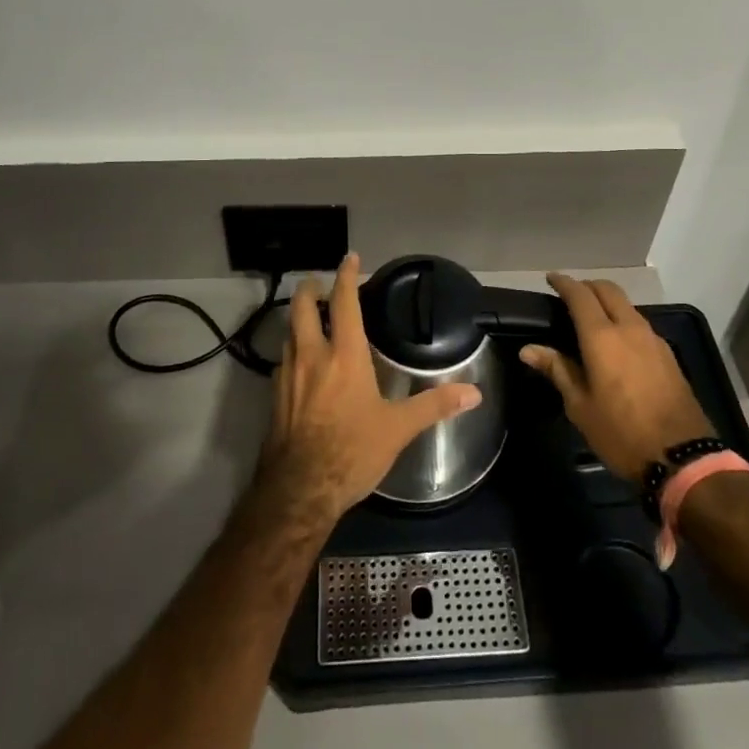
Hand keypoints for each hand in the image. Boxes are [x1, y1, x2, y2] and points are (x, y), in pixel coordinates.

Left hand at [256, 253, 481, 523]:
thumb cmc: (352, 451)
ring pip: (288, 333)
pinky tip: (301, 365)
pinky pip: (283, 361)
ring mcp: (287, 375)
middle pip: (302, 307)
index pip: (343, 302)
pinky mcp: (274, 397)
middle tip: (318, 283)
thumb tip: (474, 393)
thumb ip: (434, 406)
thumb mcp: (398, 428)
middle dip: (309, 288)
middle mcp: (311, 356)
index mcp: (344, 355)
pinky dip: (292, 350)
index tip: (349, 258)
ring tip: (311, 319)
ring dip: (298, 318)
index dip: (346, 276)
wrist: (299, 491)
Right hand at [519, 274, 715, 482]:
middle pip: (608, 290)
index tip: (551, 278)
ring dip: (608, 302)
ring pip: (627, 305)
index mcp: (603, 337)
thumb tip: (529, 350)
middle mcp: (630, 328)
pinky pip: (640, 324)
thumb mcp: (580, 406)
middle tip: (571, 295)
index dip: (564, 283)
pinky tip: (616, 341)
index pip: (580, 295)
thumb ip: (557, 370)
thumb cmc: (621, 433)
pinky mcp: (668, 355)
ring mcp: (653, 340)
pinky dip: (623, 319)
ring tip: (591, 318)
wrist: (683, 458)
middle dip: (588, 286)